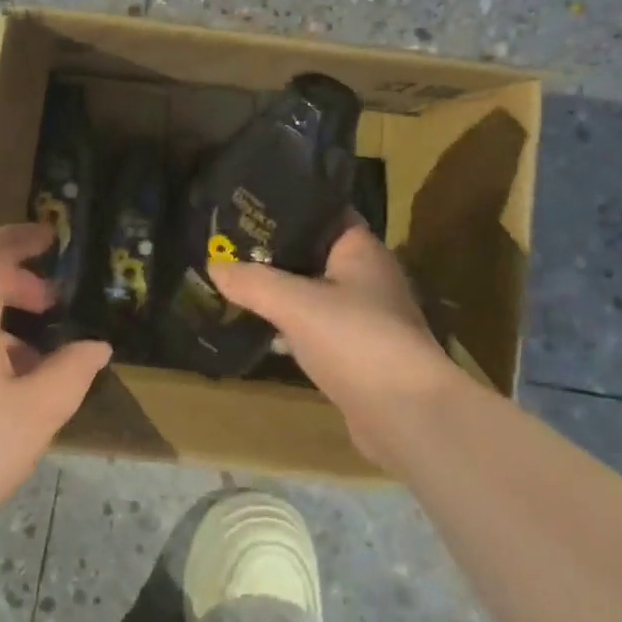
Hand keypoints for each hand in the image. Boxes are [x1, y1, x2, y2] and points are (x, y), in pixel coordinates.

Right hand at [209, 221, 468, 471]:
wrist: (407, 416)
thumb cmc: (356, 339)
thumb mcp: (295, 304)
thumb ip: (253, 282)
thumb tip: (214, 264)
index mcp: (361, 250)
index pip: (323, 212)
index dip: (287, 206)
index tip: (246, 206)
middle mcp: (367, 277)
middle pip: (313, 253)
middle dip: (274, 251)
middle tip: (228, 245)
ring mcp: (365, 317)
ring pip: (313, 292)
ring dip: (281, 291)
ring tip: (236, 282)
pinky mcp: (357, 353)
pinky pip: (316, 328)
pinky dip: (290, 326)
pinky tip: (260, 328)